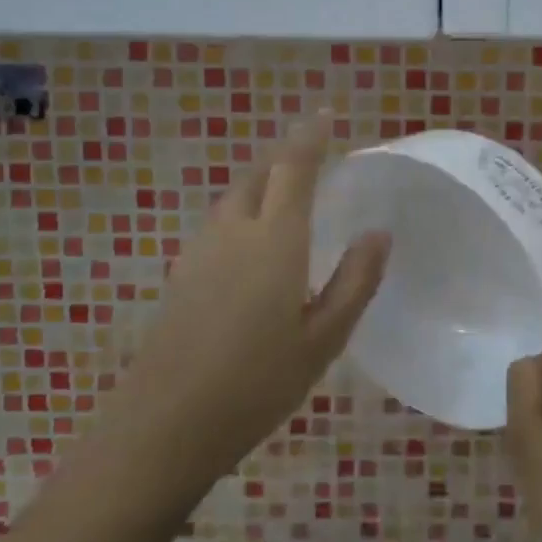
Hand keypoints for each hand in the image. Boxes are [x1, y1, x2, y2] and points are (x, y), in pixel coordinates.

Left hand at [119, 114, 388, 475]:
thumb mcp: (324, 338)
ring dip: (262, 182)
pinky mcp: (181, 277)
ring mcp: (199, 254)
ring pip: (235, 199)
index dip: (310, 137)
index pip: (293, 168)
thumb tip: (378, 233)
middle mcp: (233, 233)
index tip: (325, 114)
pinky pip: (219, 224)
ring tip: (287, 190)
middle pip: (258, 176)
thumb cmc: (257, 383)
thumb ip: (355, 281)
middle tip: (311, 151)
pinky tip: (252, 241)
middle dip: (284, 155)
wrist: (162, 428)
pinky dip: (244, 211)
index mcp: (274, 240)